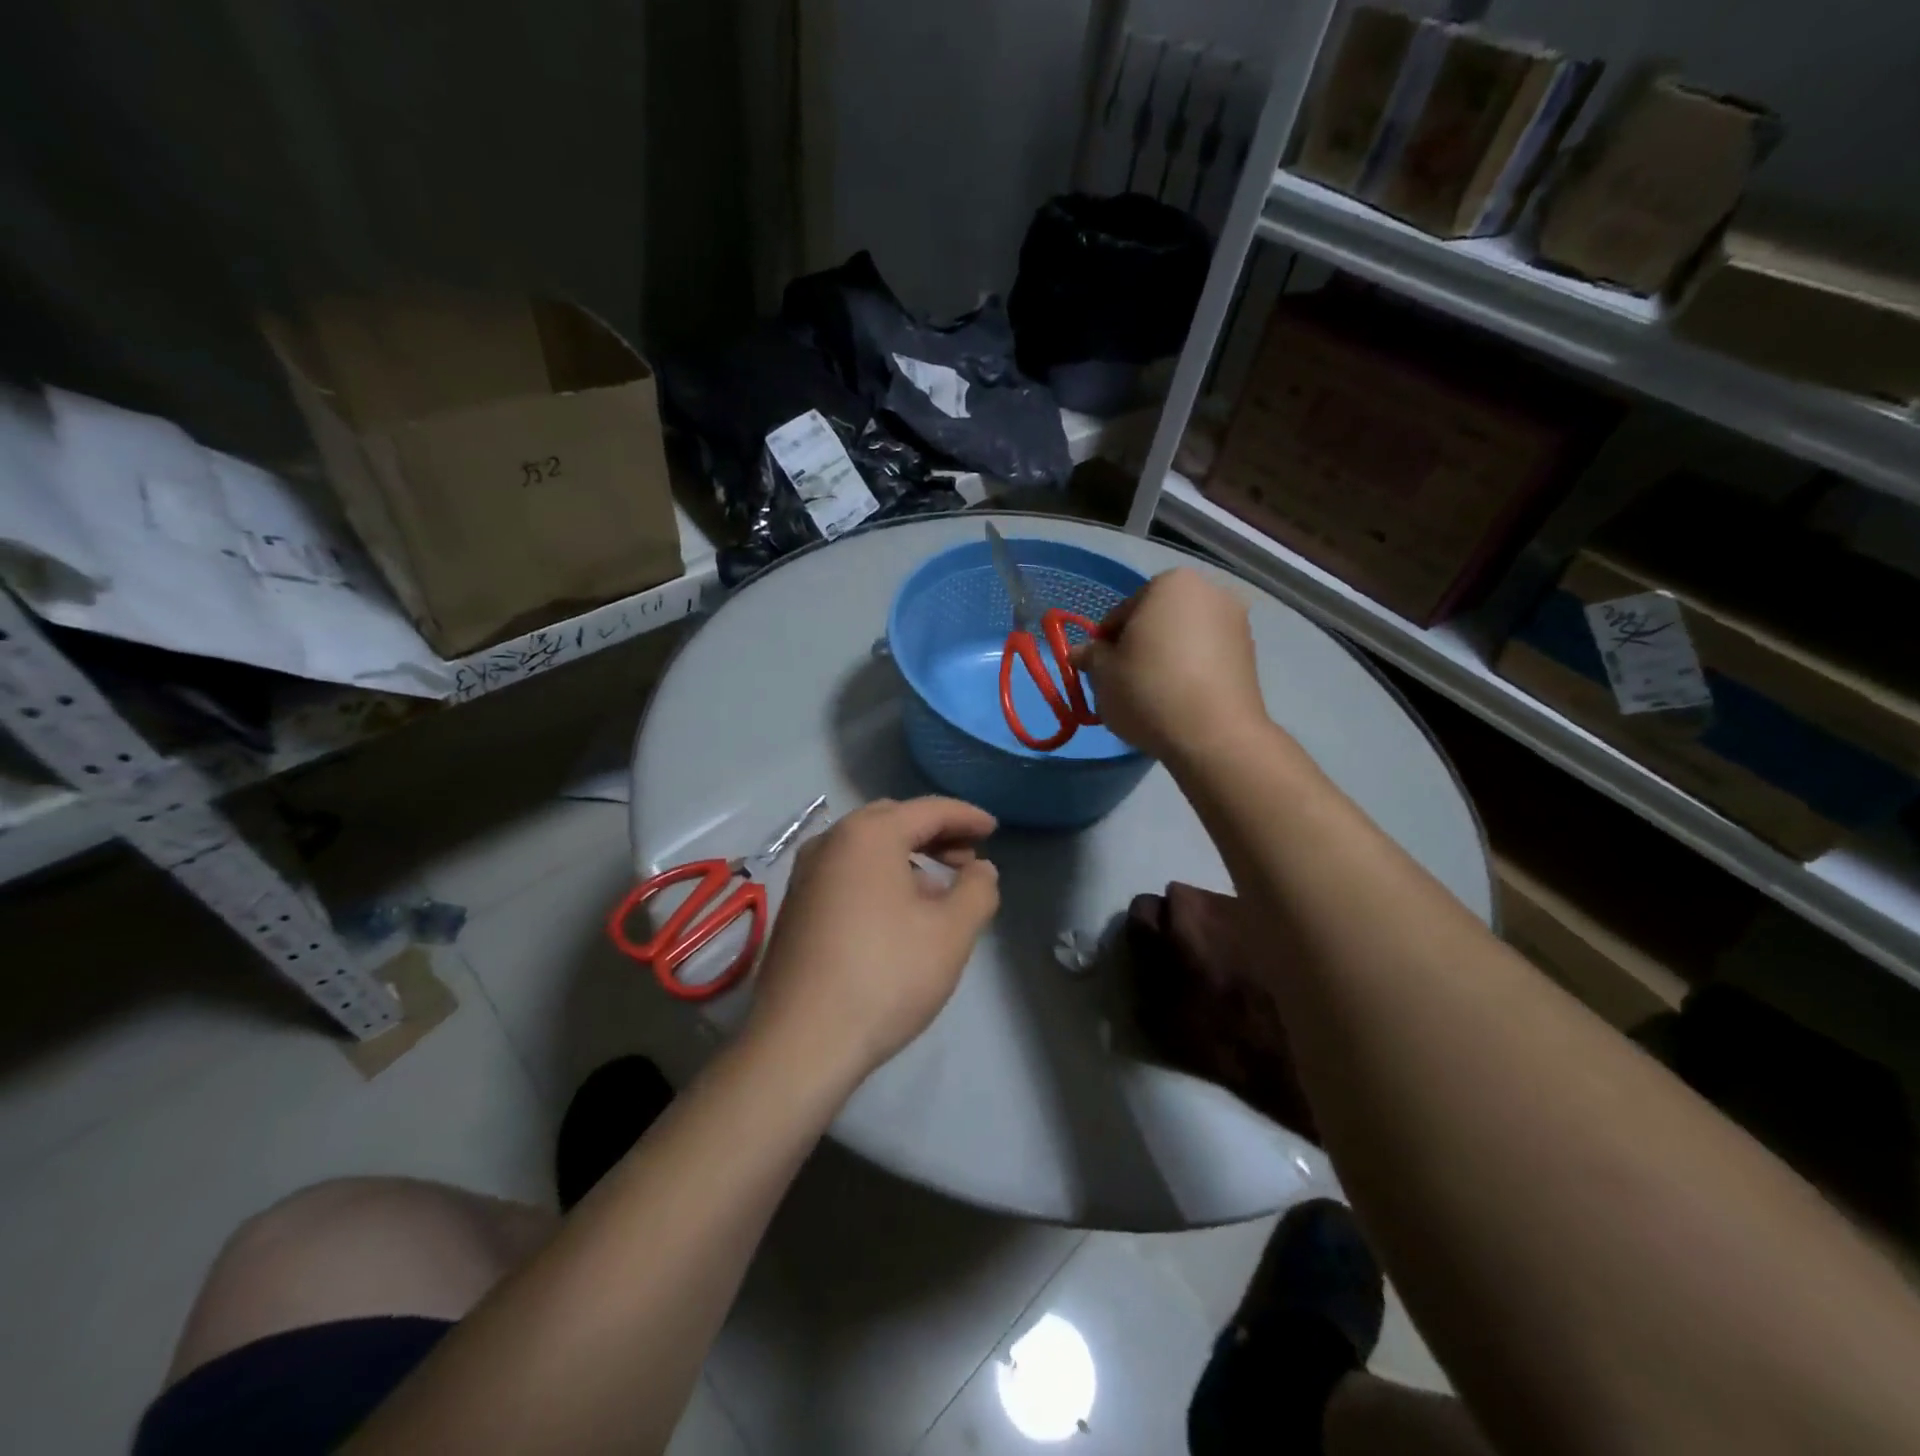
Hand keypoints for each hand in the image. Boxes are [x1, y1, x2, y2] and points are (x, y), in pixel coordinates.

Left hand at [746, 797, 999, 1086]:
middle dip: (935, 833)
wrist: (801, 1042)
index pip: (928, 810)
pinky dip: (879, 876)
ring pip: (867, 848)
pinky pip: (847, 872)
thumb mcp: (951, 932)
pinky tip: (898, 913)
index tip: (994, 828)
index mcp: (868, 835)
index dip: (966, 816)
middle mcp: (830, 842)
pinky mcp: (796, 906)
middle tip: (968, 856)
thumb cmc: (886, 975)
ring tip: (939, 889)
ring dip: (907, 856)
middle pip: (893, 821)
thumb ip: (977, 890)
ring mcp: (806, 874)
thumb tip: (980, 868)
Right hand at [1071, 568, 1268, 760]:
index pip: (1123, 611)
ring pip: (1183, 639)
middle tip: (1123, 682)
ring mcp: (1236, 623)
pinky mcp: (1250, 655)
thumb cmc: (1149, 690)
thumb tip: (1081, 653)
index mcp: (1171, 583)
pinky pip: (1206, 658)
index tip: (1099, 670)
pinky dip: (1190, 672)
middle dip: (1139, 646)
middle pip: (1157, 620)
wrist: (1214, 735)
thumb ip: (1090, 656)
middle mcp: (1210, 592)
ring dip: (1165, 659)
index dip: (1105, 642)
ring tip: (1151, 696)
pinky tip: (1177, 701)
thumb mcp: (1103, 674)